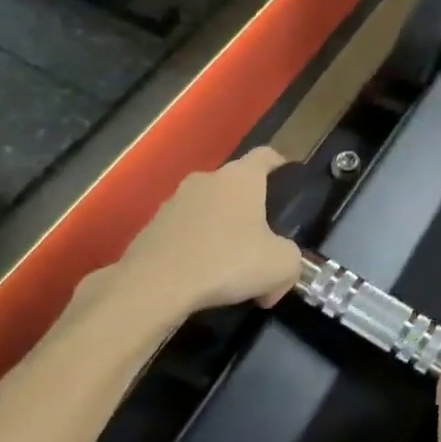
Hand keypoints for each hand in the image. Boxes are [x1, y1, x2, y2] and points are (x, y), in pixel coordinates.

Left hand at [106, 147, 300, 323]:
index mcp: (241, 177)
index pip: (266, 155)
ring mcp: (173, 202)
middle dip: (248, 210)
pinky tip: (200, 280)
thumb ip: (290, 262)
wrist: (155, 286)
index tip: (287, 185)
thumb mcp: (281, 265)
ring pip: (207, 210)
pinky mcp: (150, 228)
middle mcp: (206, 179)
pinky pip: (183, 234)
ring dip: (219, 231)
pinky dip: (194, 250)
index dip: (280, 166)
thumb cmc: (228, 261)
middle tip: (261, 241)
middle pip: (234, 186)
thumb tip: (277, 280)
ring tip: (228, 268)